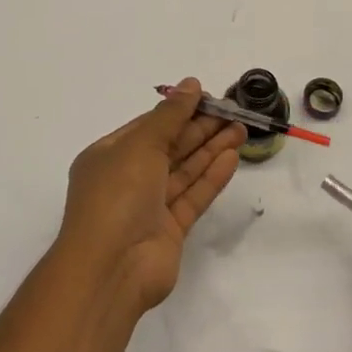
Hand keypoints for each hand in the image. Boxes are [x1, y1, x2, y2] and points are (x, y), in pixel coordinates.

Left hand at [58, 79, 246, 313]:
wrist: (112, 268)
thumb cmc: (117, 195)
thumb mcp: (140, 145)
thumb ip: (170, 115)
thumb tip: (191, 84)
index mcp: (109, 155)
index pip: (149, 125)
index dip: (179, 110)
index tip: (210, 97)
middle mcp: (128, 178)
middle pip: (170, 147)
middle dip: (201, 129)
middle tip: (234, 113)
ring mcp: (149, 206)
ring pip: (185, 170)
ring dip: (212, 149)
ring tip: (242, 130)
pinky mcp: (170, 230)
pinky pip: (193, 196)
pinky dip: (212, 176)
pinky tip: (233, 157)